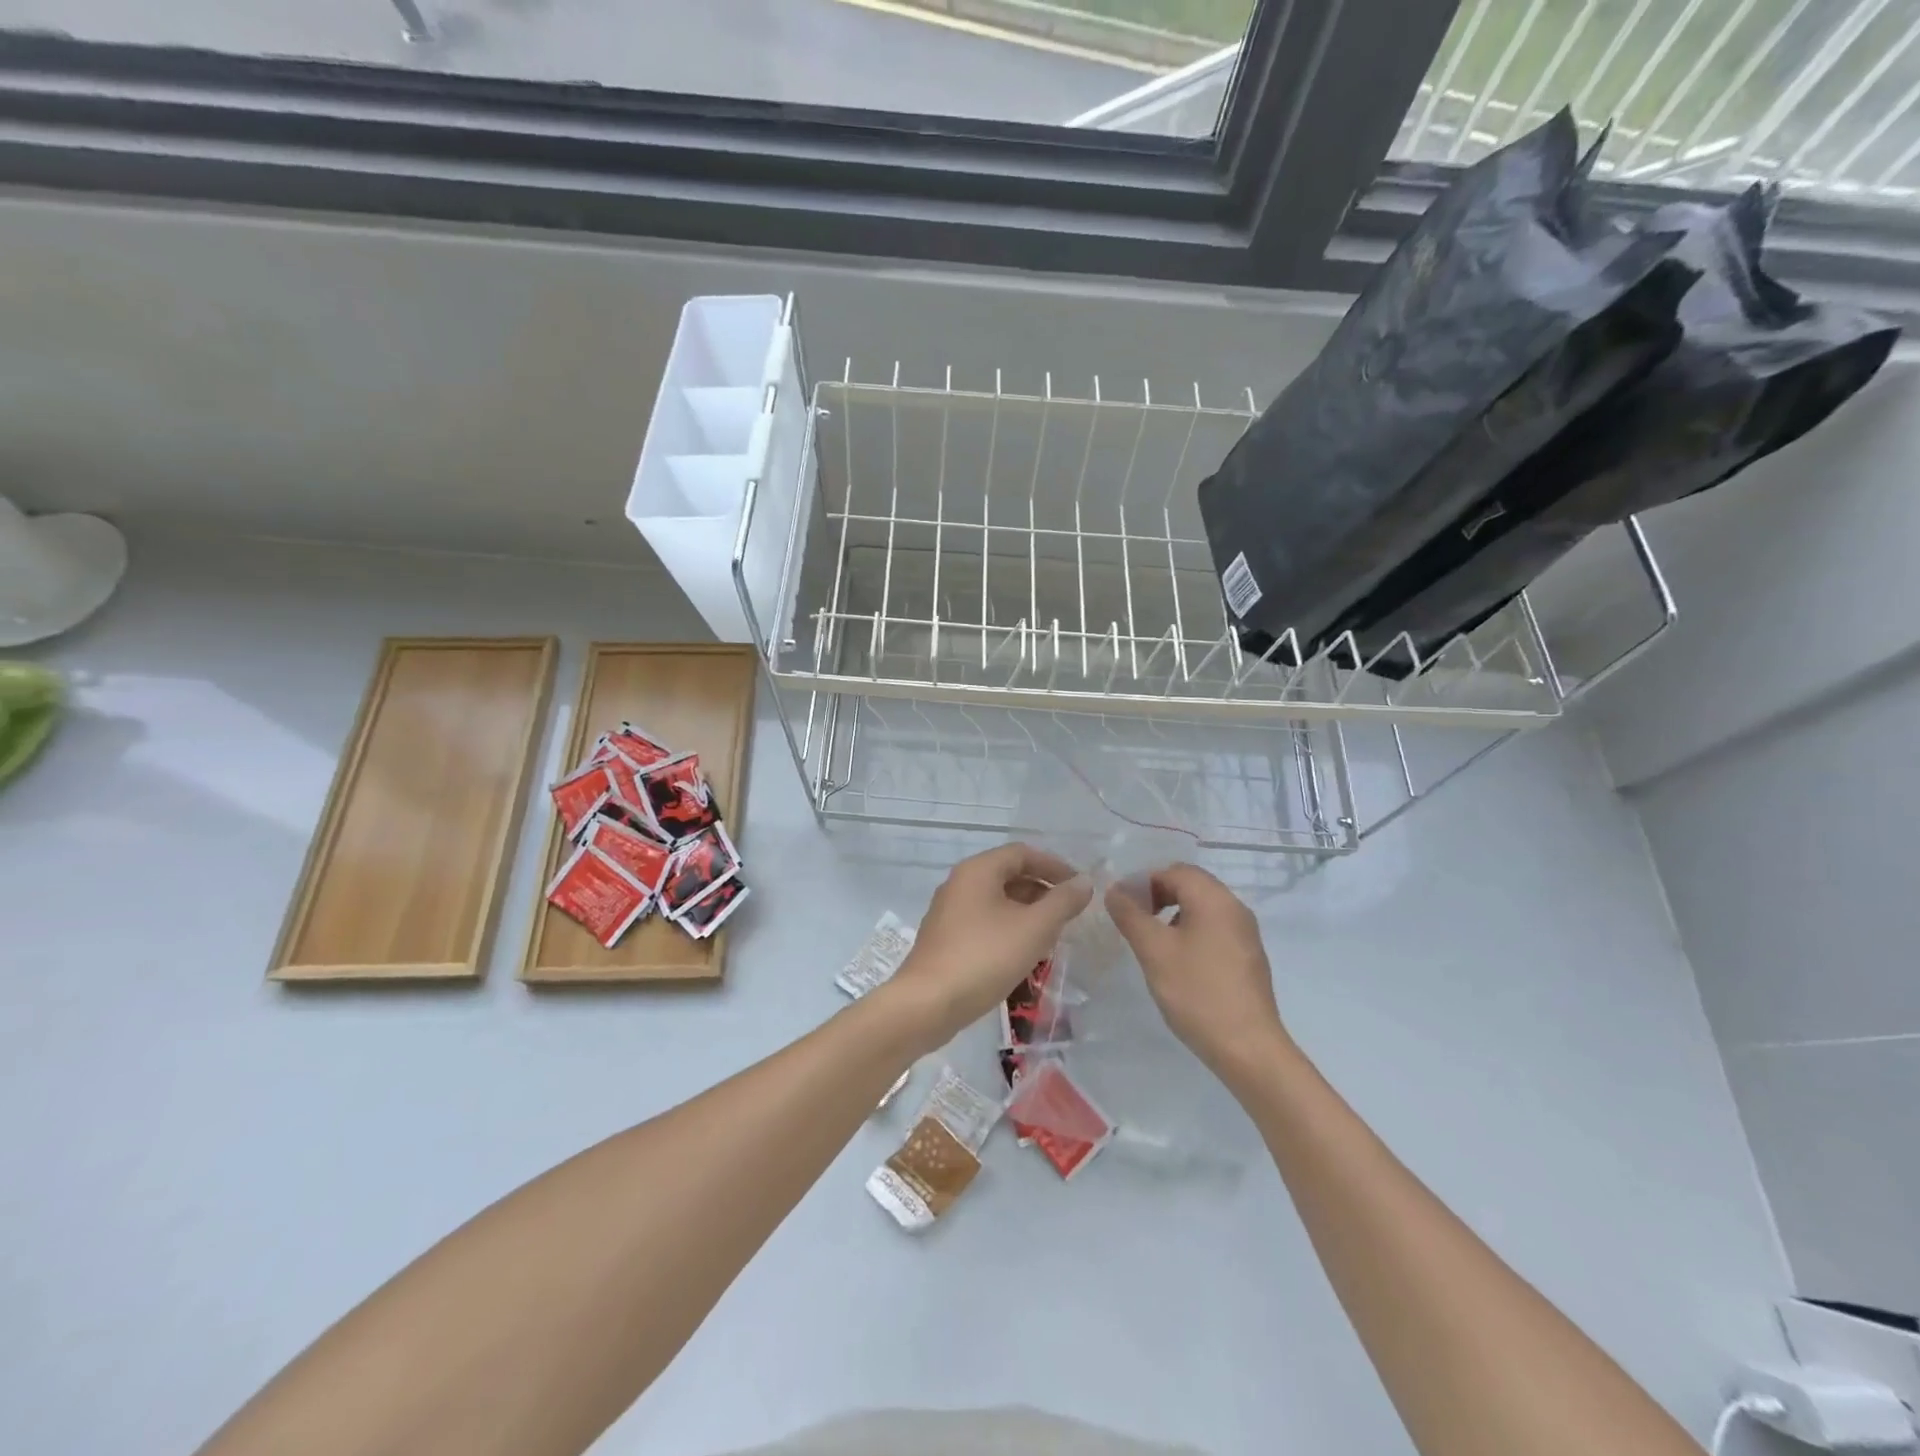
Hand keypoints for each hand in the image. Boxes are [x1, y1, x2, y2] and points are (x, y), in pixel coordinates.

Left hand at [883, 843, 1090, 1049]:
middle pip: (1008, 874)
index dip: (1054, 866)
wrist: (928, 1003)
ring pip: (996, 900)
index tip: (1079, 887)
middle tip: (1069, 912)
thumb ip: (1063, 902)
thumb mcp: (1033, 928)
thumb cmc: (984, 957)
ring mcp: (949, 911)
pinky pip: (984, 921)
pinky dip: (1008, 927)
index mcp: (978, 870)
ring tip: (1052, 934)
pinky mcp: (945, 938)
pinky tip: (1023, 952)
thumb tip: (1085, 882)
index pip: (1022, 853)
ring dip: (1027, 911)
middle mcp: (960, 883)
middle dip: (1042, 889)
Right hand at [1106, 864, 1289, 1079]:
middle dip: (1157, 895)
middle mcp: (1235, 907)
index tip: (1121, 906)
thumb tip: (1115, 890)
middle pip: (1190, 885)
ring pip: (1202, 907)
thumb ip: (1130, 915)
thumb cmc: (1197, 992)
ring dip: (1173, 914)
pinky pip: (1214, 929)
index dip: (1143, 881)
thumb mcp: (1154, 951)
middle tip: (1133, 921)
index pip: (1174, 870)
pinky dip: (1191, 932)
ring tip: (1152, 942)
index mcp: (1214, 898)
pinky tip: (1177, 962)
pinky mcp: (1248, 957)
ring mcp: (1245, 933)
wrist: (1248, 1048)